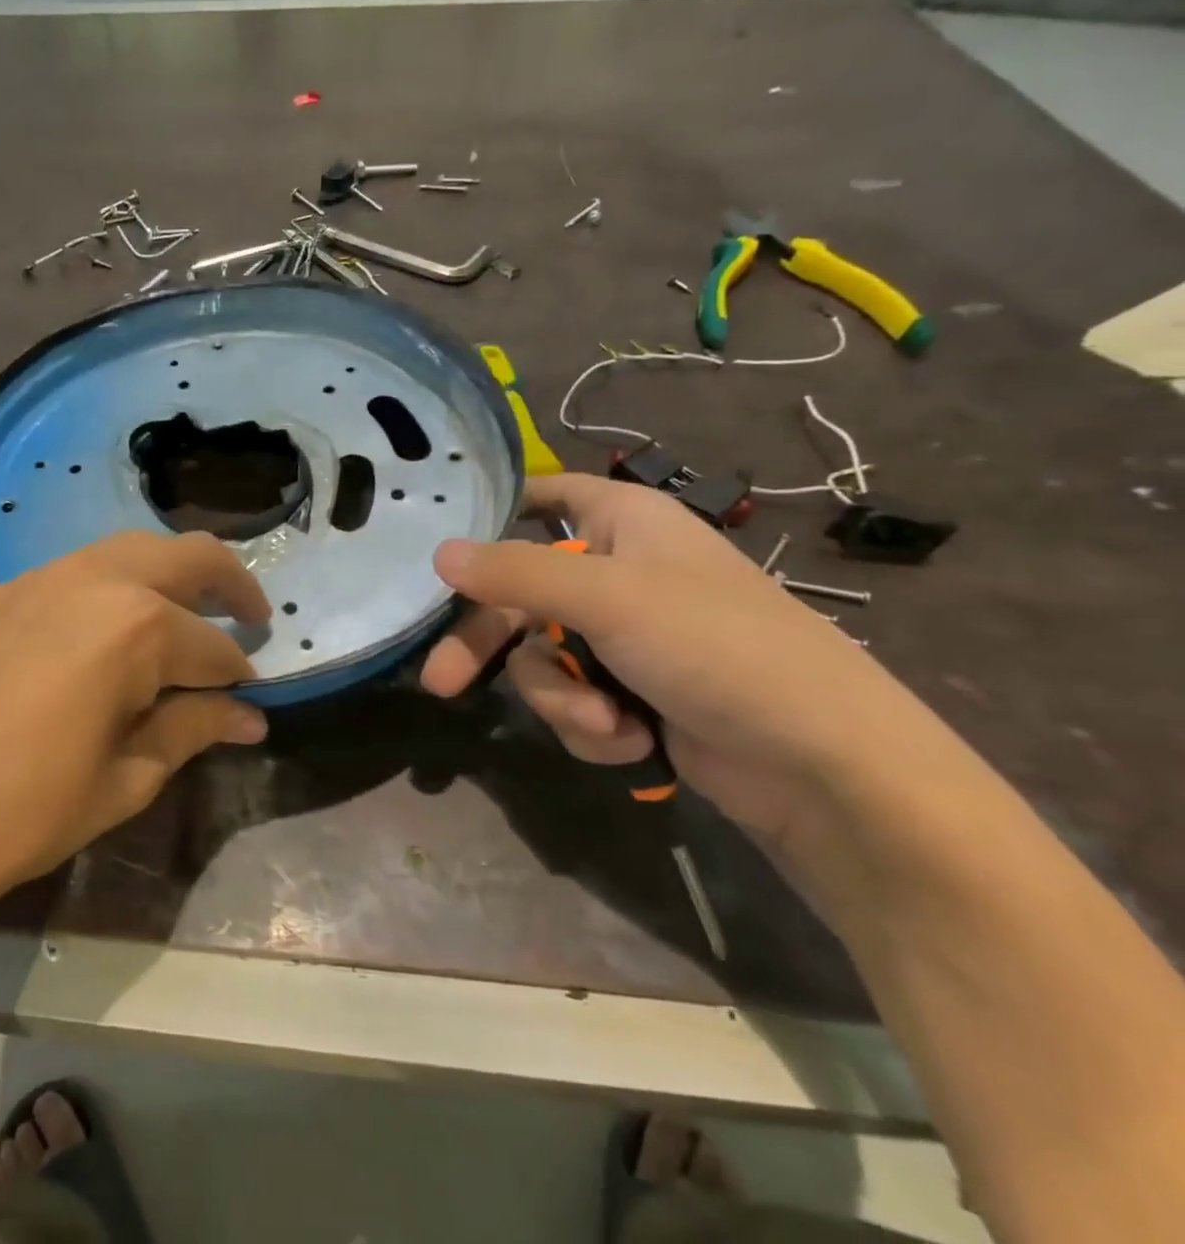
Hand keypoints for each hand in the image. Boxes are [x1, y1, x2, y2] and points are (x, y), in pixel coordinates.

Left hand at [0, 531, 270, 951]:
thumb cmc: (18, 816)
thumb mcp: (122, 782)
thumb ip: (190, 731)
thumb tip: (248, 716)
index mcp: (134, 627)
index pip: (212, 646)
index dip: (238, 675)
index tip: (251, 698)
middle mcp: (90, 580)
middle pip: (185, 556)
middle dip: (230, 582)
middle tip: (250, 616)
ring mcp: (33, 578)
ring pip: (125, 553)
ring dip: (166, 578)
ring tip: (179, 620)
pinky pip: (68, 575)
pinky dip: (106, 592)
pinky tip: (95, 638)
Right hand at [420, 474, 931, 851]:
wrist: (822, 765)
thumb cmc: (716, 646)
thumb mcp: (607, 597)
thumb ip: (515, 573)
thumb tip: (438, 553)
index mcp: (622, 522)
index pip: (546, 495)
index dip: (496, 509)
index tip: (441, 535)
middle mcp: (617, 573)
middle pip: (519, 596)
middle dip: (488, 646)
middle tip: (441, 684)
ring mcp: (624, 639)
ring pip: (542, 659)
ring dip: (563, 699)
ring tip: (608, 723)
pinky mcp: (632, 695)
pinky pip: (574, 702)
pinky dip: (593, 727)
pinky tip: (633, 741)